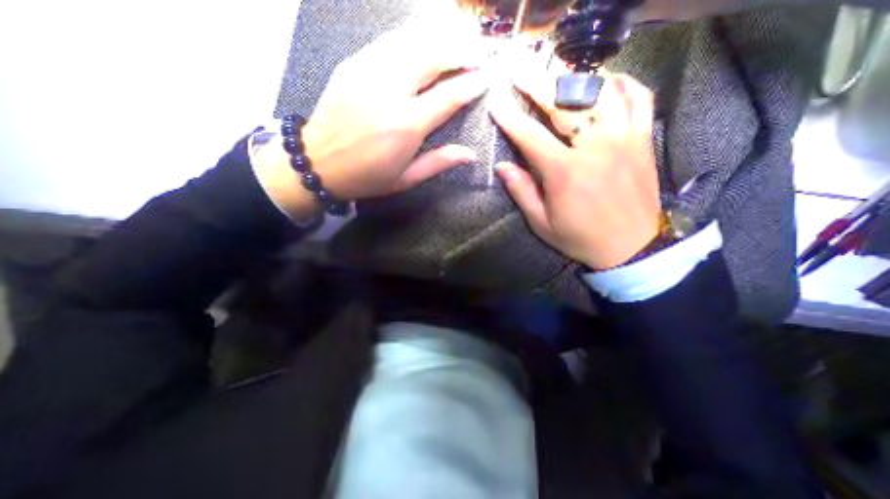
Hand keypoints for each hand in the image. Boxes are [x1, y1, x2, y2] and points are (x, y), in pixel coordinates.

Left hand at [252, 19, 485, 218]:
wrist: (317, 162)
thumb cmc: (366, 177)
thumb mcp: (405, 179)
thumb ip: (438, 163)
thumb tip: (471, 154)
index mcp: (405, 125)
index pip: (448, 96)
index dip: (471, 84)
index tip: (486, 78)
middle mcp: (390, 92)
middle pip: (432, 56)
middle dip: (461, 50)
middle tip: (479, 51)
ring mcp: (369, 72)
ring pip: (411, 40)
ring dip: (440, 36)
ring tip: (460, 38)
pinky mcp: (354, 64)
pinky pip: (389, 40)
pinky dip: (413, 36)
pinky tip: (425, 38)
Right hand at [485, 69, 659, 267]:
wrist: (632, 248)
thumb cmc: (580, 238)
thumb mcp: (542, 223)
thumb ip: (522, 192)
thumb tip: (502, 167)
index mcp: (565, 172)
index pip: (531, 137)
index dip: (511, 118)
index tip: (497, 103)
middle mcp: (595, 147)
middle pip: (564, 104)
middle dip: (538, 84)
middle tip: (520, 72)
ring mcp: (624, 139)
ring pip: (602, 92)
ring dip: (576, 78)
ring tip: (558, 72)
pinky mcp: (643, 140)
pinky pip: (640, 99)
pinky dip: (624, 84)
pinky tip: (608, 81)